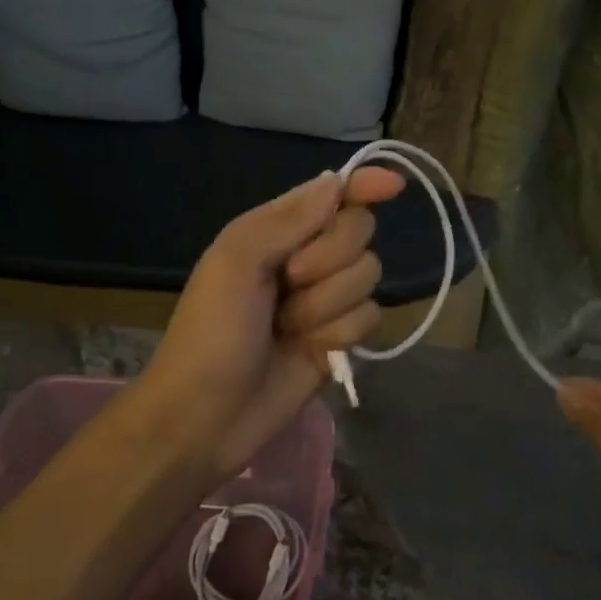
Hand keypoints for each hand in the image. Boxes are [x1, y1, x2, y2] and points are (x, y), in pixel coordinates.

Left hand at [137, 167, 404, 482]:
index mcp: (277, 230)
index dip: (364, 184)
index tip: (395, 185)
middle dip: (330, 258)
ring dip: (327, 304)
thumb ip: (288, 219)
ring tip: (288, 327)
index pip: (332, 194)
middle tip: (289, 281)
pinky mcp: (340, 337)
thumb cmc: (211, 332)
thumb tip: (337, 182)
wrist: (206, 417)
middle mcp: (308, 257)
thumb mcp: (236, 263)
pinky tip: (310, 349)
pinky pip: (369, 316)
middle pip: (359, 232)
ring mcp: (326, 299)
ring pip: (368, 276)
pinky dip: (339, 333)